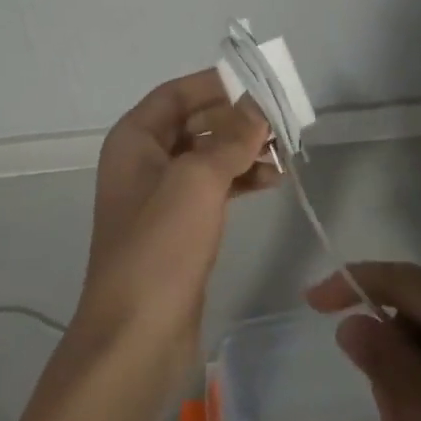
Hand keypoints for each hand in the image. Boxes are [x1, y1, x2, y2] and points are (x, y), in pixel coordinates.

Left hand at [75, 70, 271, 368]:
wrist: (136, 338)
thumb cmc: (161, 246)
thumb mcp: (198, 180)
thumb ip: (232, 137)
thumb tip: (259, 104)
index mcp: (134, 140)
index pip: (177, 93)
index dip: (216, 84)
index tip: (259, 83)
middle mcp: (144, 161)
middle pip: (195, 123)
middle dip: (237, 119)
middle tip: (281, 120)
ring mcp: (161, 196)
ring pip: (208, 156)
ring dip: (244, 149)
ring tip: (285, 152)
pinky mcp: (179, 228)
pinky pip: (213, 188)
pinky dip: (240, 179)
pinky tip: (272, 180)